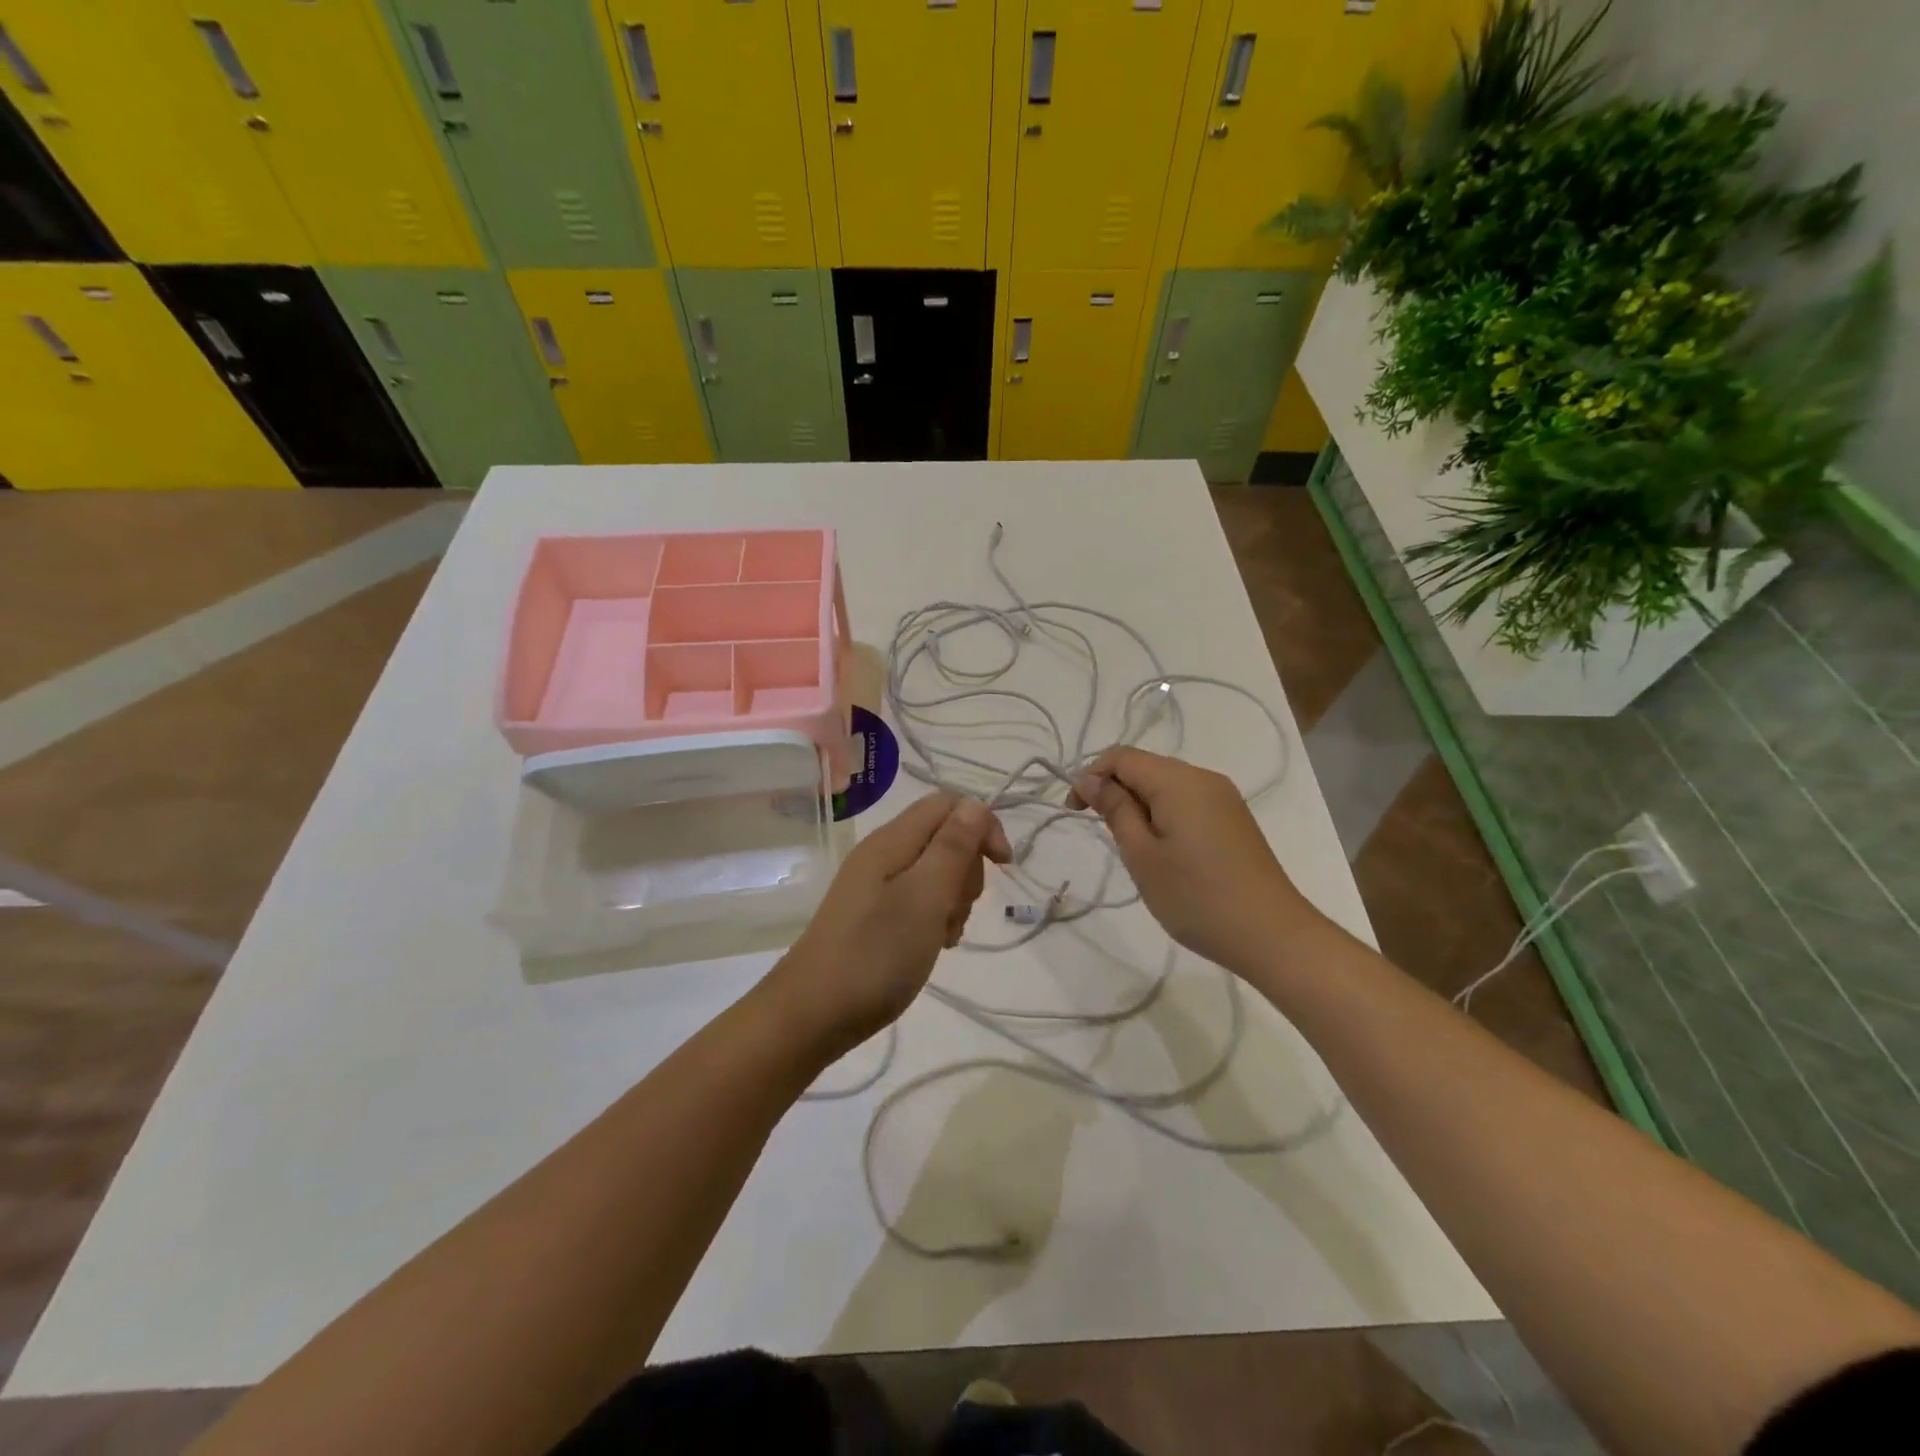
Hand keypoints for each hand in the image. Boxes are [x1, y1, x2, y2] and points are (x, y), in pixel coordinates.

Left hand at [770, 793, 1011, 1053]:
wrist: (812, 1014)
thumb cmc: (875, 954)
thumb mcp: (925, 898)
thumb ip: (952, 848)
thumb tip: (974, 805)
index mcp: (892, 840)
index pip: (949, 803)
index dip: (982, 826)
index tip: (1003, 867)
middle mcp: (883, 853)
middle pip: (945, 836)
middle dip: (968, 868)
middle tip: (958, 910)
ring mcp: (876, 884)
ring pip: (936, 870)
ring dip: (954, 898)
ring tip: (944, 935)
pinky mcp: (874, 912)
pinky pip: (919, 898)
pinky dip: (936, 916)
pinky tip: (934, 944)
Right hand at [1070, 747, 1317, 975]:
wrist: (1272, 935)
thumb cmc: (1197, 897)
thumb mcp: (1142, 855)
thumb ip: (1115, 810)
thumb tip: (1092, 780)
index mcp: (1178, 780)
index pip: (1121, 756)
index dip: (1090, 776)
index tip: (1074, 812)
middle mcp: (1204, 777)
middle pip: (1145, 767)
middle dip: (1115, 791)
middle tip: (1106, 837)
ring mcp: (1224, 798)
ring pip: (1166, 786)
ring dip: (1139, 806)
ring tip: (1135, 851)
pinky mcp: (1234, 819)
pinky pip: (1187, 802)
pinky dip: (1164, 816)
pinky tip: (1165, 853)